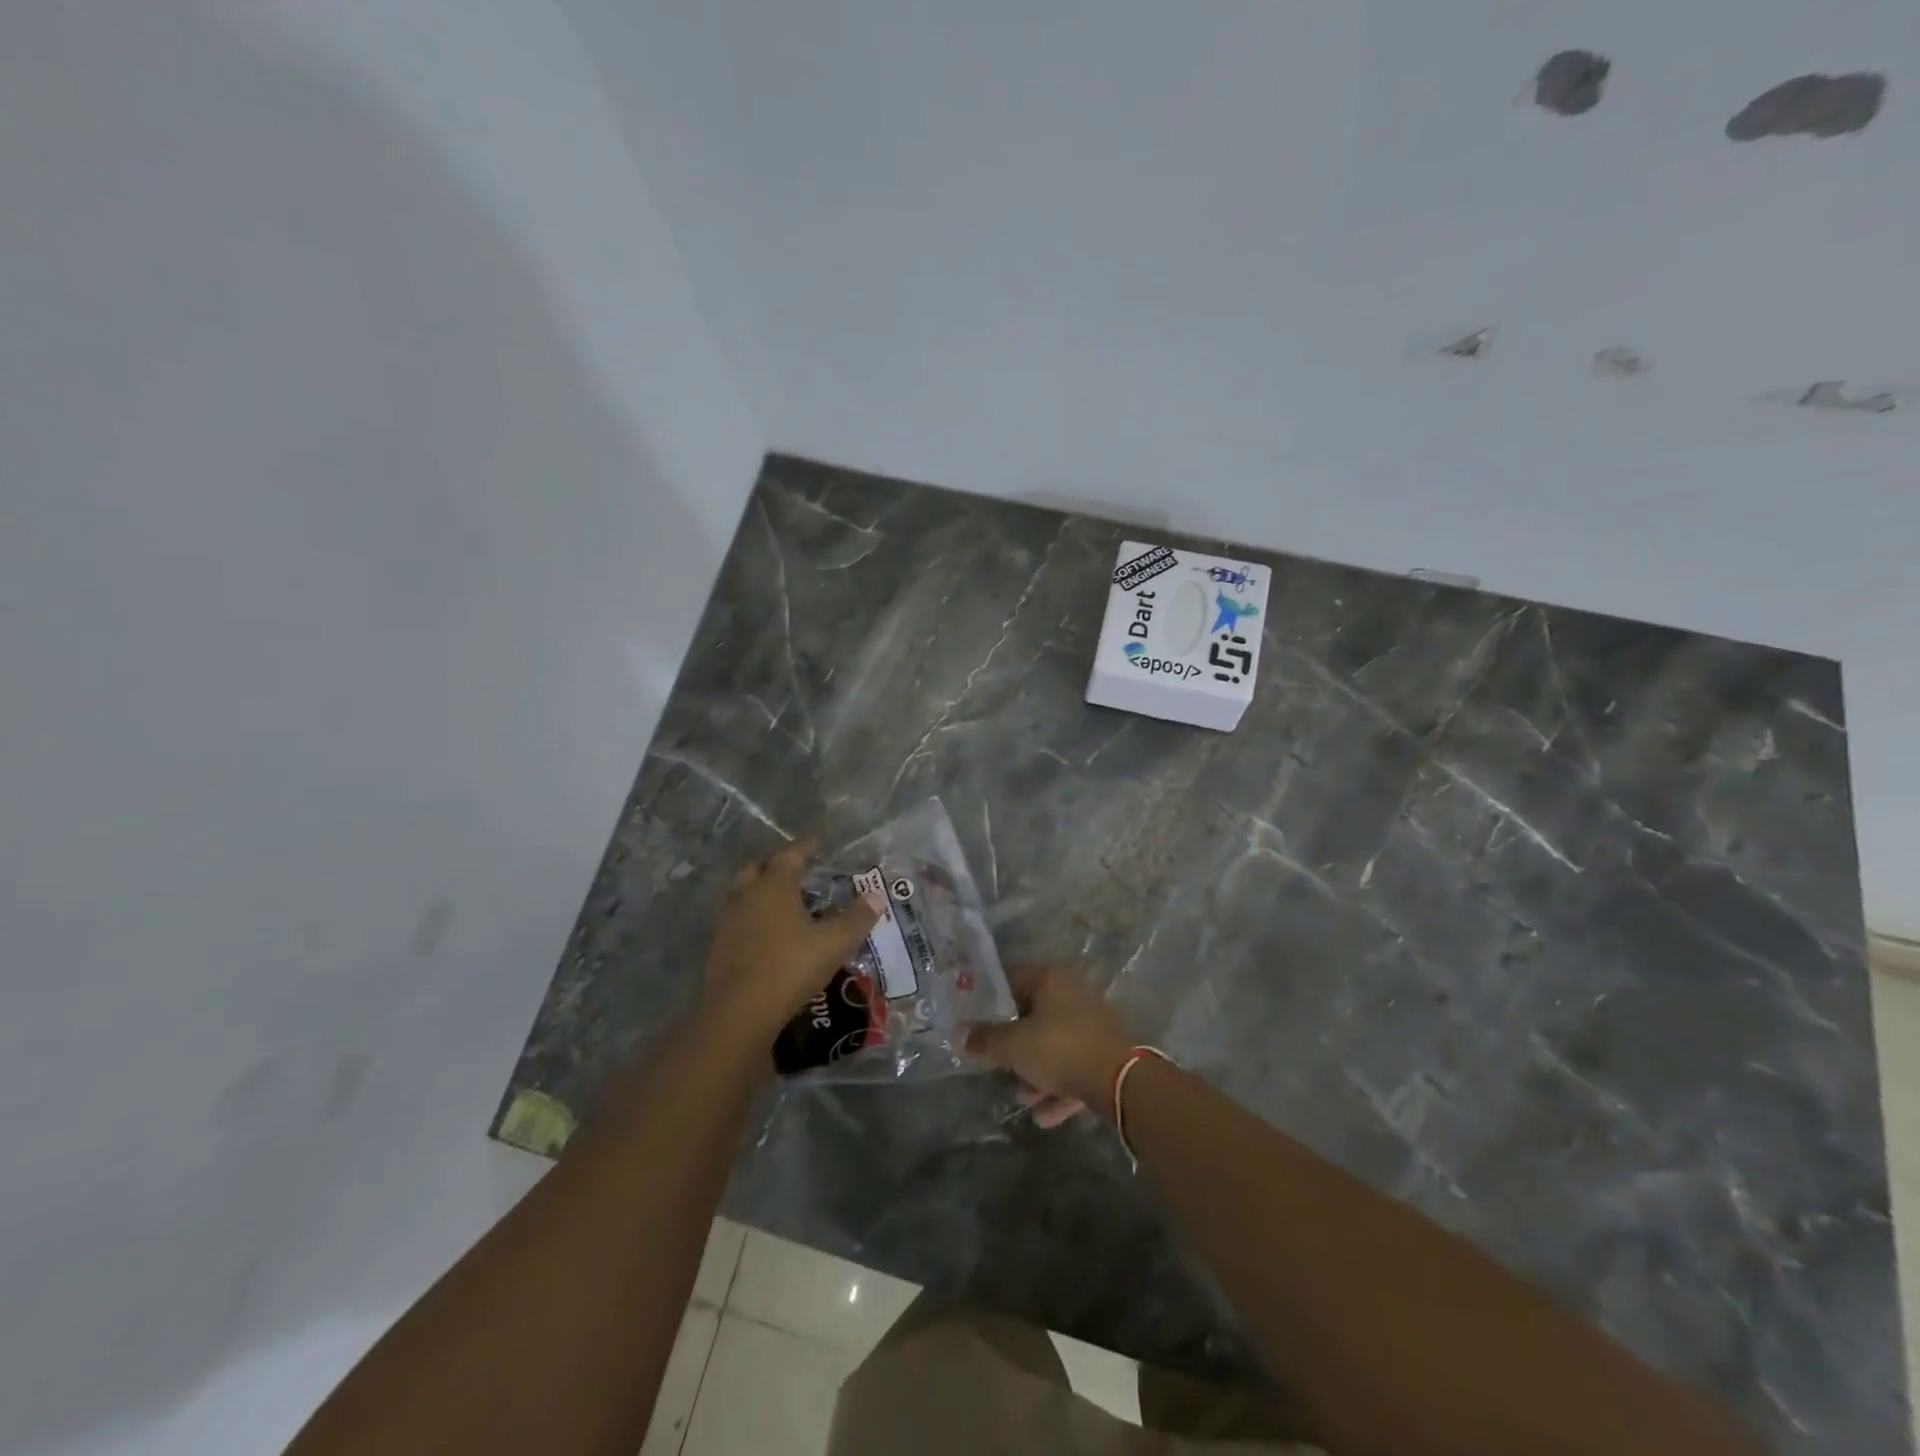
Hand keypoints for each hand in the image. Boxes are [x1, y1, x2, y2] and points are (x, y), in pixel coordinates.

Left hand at [700, 839, 878, 1056]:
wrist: (739, 1012)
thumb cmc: (790, 968)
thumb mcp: (834, 944)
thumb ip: (857, 918)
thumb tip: (877, 896)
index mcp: (775, 885)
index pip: (790, 854)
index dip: (805, 847)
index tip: (817, 842)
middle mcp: (747, 895)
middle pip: (759, 869)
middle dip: (777, 866)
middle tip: (798, 871)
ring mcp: (728, 921)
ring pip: (744, 894)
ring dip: (761, 892)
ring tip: (784, 903)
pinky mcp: (719, 946)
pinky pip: (738, 919)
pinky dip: (753, 917)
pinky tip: (767, 934)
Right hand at [965, 965, 1135, 1127]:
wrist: (1120, 1080)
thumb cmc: (1060, 1048)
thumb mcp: (1014, 1046)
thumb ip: (986, 1040)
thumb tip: (960, 1035)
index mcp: (1051, 979)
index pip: (1012, 982)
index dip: (991, 1006)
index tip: (976, 1028)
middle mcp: (1073, 994)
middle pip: (1033, 1018)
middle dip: (1015, 1048)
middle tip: (998, 1067)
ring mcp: (1093, 1024)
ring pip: (1054, 1046)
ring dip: (1037, 1073)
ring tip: (1023, 1098)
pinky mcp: (1106, 1053)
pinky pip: (1074, 1067)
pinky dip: (1059, 1088)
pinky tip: (1045, 1117)